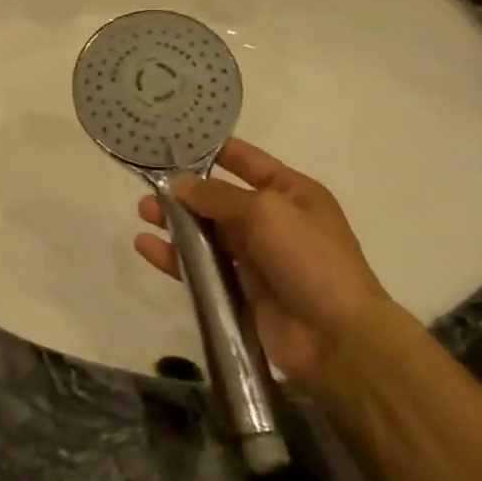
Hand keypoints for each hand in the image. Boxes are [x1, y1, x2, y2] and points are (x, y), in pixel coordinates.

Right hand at [135, 138, 387, 383]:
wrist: (338, 339)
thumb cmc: (309, 259)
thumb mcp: (265, 212)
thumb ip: (216, 195)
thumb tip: (177, 184)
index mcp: (291, 193)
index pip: (247, 161)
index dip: (213, 150)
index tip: (173, 141)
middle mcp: (272, 222)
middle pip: (219, 198)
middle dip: (185, 190)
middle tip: (148, 184)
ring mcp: (255, 258)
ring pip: (205, 232)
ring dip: (175, 221)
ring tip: (142, 212)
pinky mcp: (238, 291)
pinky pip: (199, 268)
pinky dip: (173, 257)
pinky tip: (145, 246)